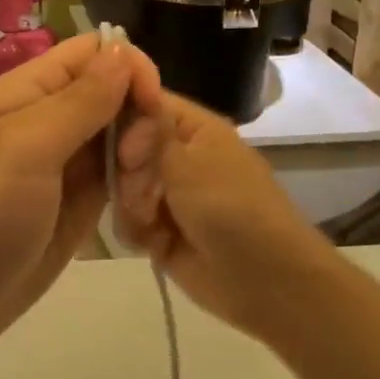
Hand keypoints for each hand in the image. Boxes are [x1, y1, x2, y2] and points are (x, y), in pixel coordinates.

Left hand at [0, 33, 137, 358]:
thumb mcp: (27, 148)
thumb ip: (80, 100)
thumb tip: (122, 51)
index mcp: (29, 90)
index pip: (93, 51)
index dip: (128, 66)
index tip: (150, 104)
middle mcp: (50, 117)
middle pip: (115, 91)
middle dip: (140, 117)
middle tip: (136, 163)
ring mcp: (66, 161)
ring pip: (123, 133)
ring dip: (142, 154)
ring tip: (137, 193)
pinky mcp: (78, 201)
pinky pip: (119, 175)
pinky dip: (136, 183)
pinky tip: (140, 207)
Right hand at [114, 87, 328, 339]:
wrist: (264, 280)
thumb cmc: (229, 207)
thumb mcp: (187, 162)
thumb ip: (148, 133)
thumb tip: (128, 98)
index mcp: (193, 129)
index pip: (145, 103)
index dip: (123, 115)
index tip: (114, 138)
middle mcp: (178, 155)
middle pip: (127, 147)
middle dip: (128, 172)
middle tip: (144, 191)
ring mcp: (168, 194)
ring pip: (123, 186)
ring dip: (131, 205)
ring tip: (151, 222)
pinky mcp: (160, 231)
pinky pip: (128, 220)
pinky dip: (135, 231)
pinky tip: (152, 243)